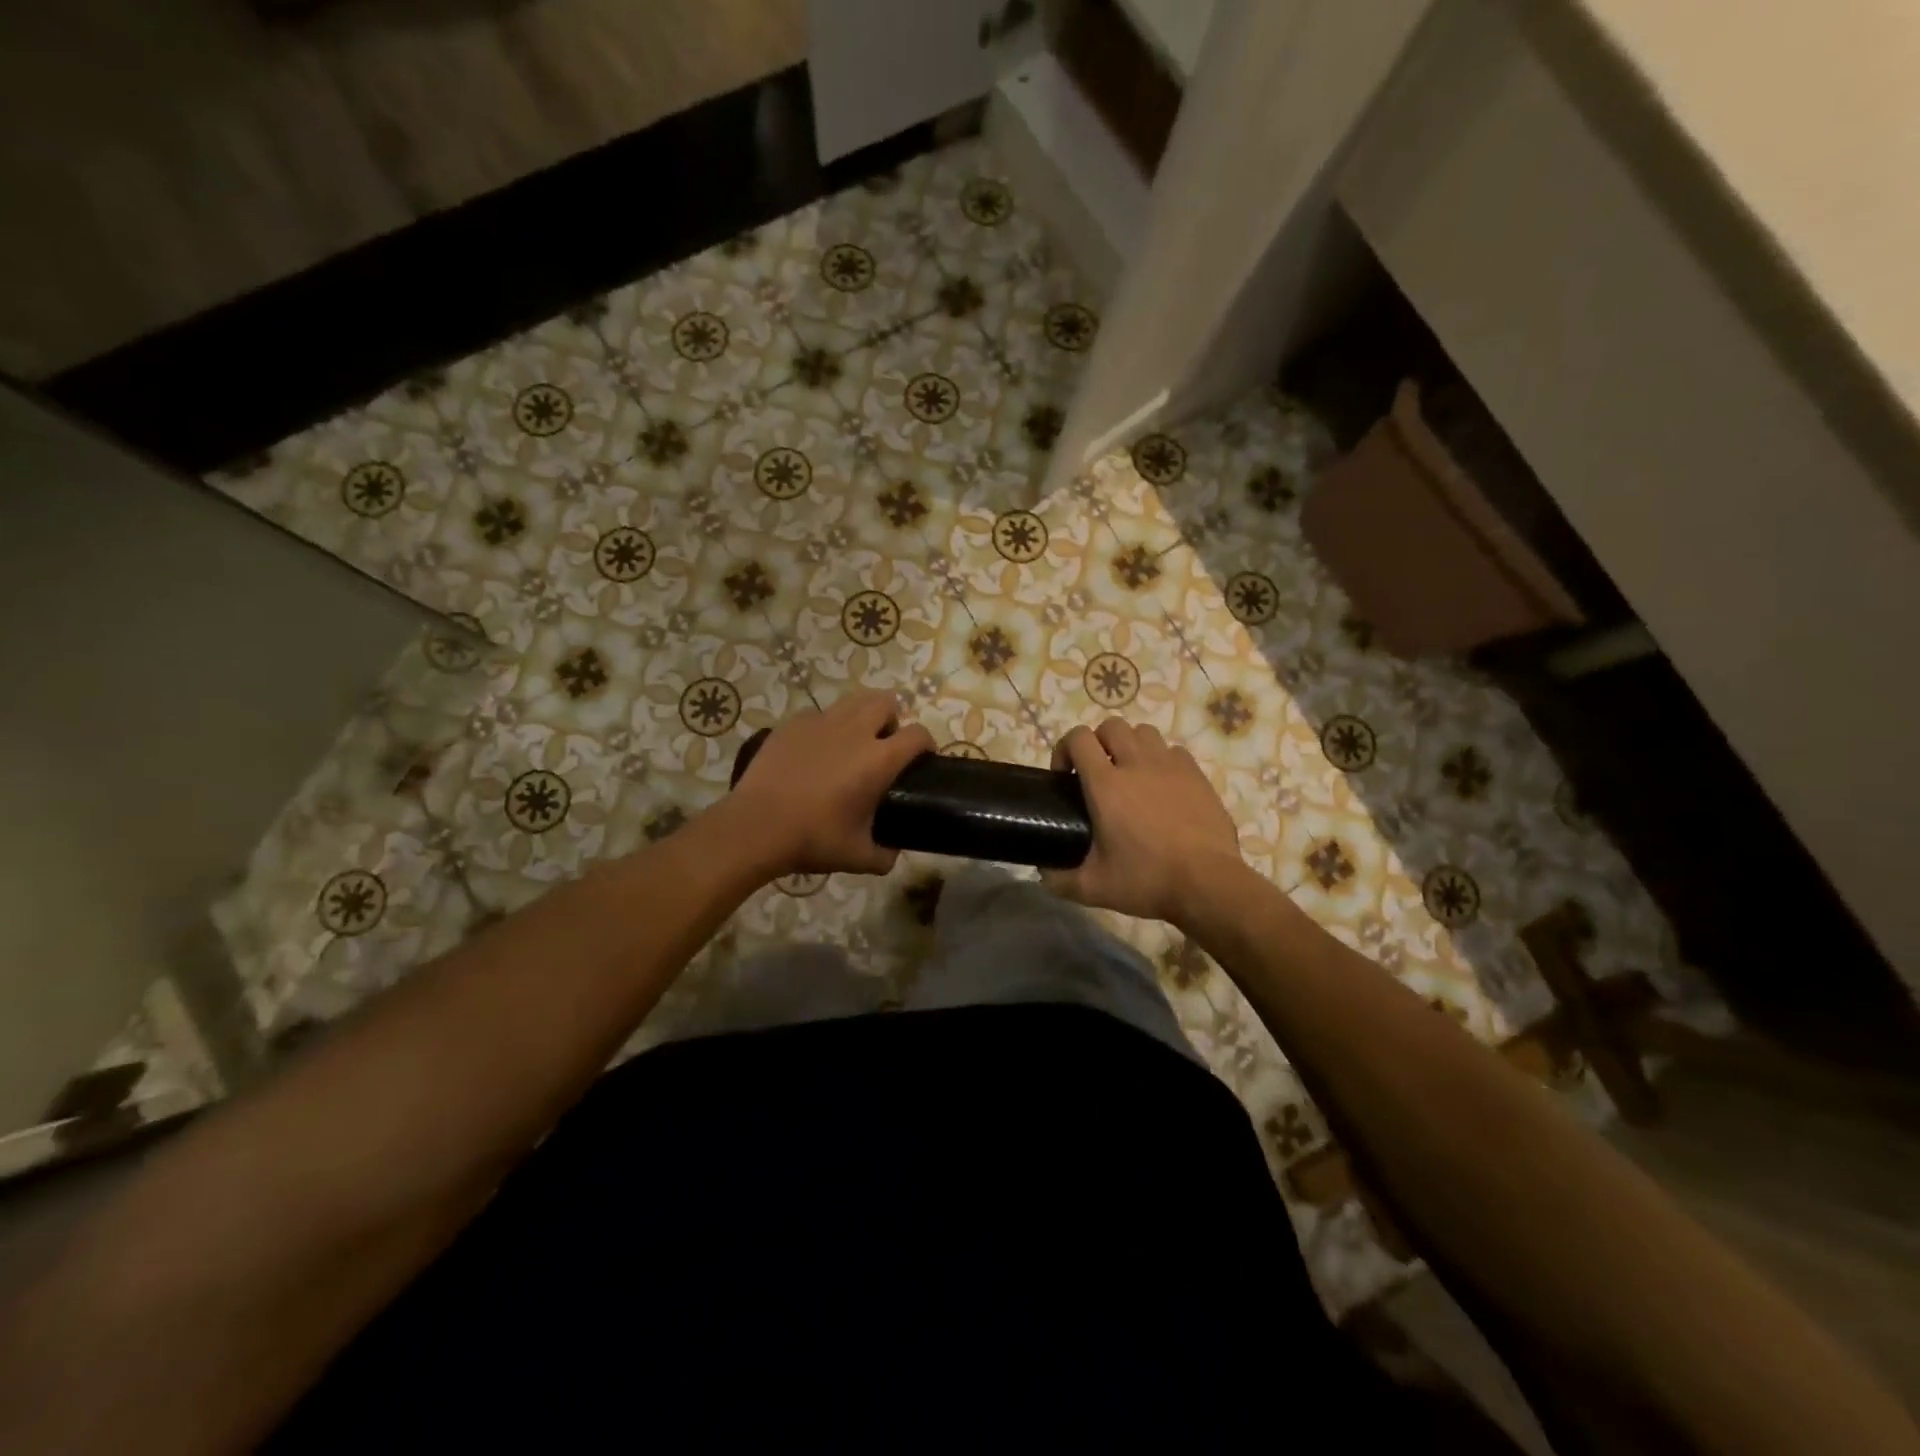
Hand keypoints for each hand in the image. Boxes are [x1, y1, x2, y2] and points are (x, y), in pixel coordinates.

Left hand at [729, 691, 934, 878]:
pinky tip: (816, 751)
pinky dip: (827, 727)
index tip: (922, 759)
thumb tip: (892, 852)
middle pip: (887, 701)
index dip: (926, 744)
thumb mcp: (858, 857)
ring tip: (853, 742)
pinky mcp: (793, 723)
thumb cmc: (813, 839)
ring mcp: (821, 722)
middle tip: (884, 746)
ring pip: (854, 700)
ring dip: (863, 715)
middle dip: (893, 719)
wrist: (755, 827)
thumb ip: (885, 855)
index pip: (918, 735)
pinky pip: (820, 714)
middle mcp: (855, 731)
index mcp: (878, 760)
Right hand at [1042, 720, 1244, 923]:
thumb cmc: (1146, 881)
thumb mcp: (1094, 888)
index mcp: (1106, 785)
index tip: (1064, 776)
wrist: (1207, 883)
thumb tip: (1044, 874)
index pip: (1078, 738)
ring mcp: (1170, 766)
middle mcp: (1136, 764)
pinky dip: (1161, 760)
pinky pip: (1173, 751)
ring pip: (1144, 732)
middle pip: (1111, 726)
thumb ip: (1061, 880)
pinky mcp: (1197, 775)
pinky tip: (1162, 786)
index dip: (1064, 749)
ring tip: (1130, 774)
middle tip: (1096, 772)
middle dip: (1097, 742)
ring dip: (1130, 745)